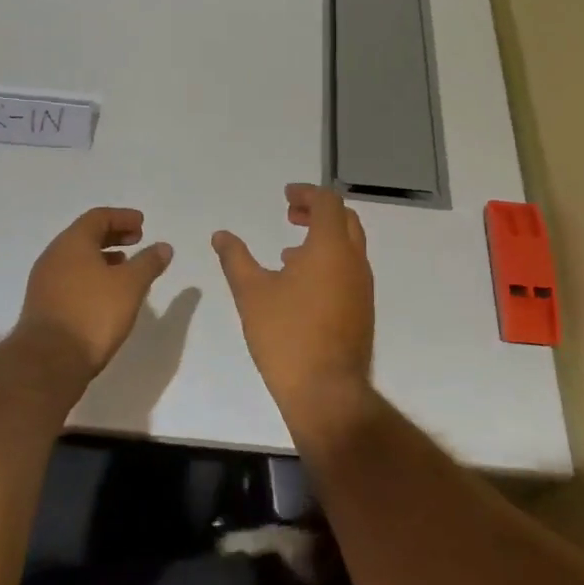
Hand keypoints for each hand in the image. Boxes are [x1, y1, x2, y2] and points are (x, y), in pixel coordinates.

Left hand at [17, 208, 172, 377]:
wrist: (48, 361)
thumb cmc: (92, 314)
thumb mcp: (130, 285)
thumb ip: (148, 263)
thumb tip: (163, 247)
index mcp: (72, 243)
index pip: (98, 217)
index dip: (122, 217)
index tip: (142, 224)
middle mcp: (54, 256)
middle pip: (85, 235)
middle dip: (113, 235)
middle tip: (137, 240)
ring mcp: (44, 282)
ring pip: (77, 259)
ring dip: (102, 257)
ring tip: (125, 267)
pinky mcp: (43, 305)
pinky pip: (70, 278)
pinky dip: (91, 276)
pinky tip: (106, 294)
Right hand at [212, 185, 374, 422]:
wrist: (326, 391)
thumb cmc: (286, 335)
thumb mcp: (251, 293)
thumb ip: (236, 258)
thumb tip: (221, 235)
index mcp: (331, 248)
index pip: (328, 202)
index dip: (307, 193)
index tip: (285, 196)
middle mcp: (354, 261)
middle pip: (345, 220)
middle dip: (318, 211)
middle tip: (290, 215)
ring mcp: (363, 287)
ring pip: (349, 247)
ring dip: (323, 239)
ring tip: (288, 253)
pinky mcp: (362, 310)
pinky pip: (349, 271)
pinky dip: (329, 262)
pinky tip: (300, 286)